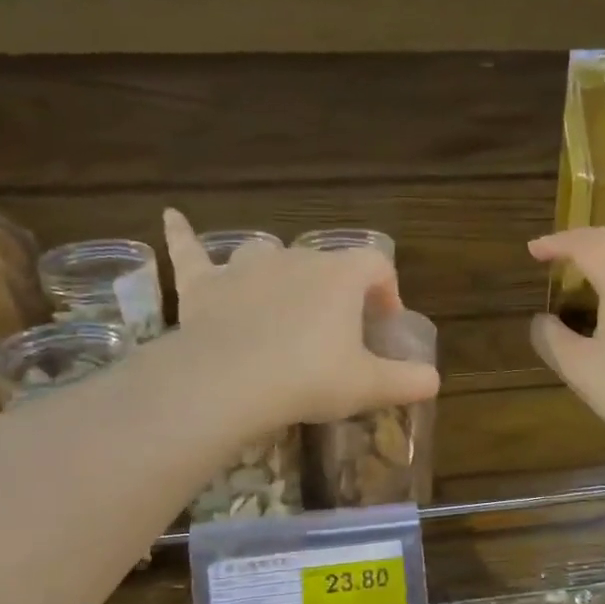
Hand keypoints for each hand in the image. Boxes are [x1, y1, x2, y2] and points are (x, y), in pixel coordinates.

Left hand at [164, 210, 438, 431]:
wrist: (229, 382)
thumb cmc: (309, 377)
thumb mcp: (368, 386)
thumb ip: (408, 381)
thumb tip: (433, 380)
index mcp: (340, 275)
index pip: (376, 266)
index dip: (387, 292)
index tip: (383, 325)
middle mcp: (295, 258)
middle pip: (324, 265)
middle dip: (335, 293)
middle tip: (336, 334)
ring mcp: (245, 267)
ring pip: (267, 257)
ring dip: (277, 273)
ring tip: (280, 301)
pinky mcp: (203, 285)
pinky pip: (191, 253)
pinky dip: (183, 236)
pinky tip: (171, 217)